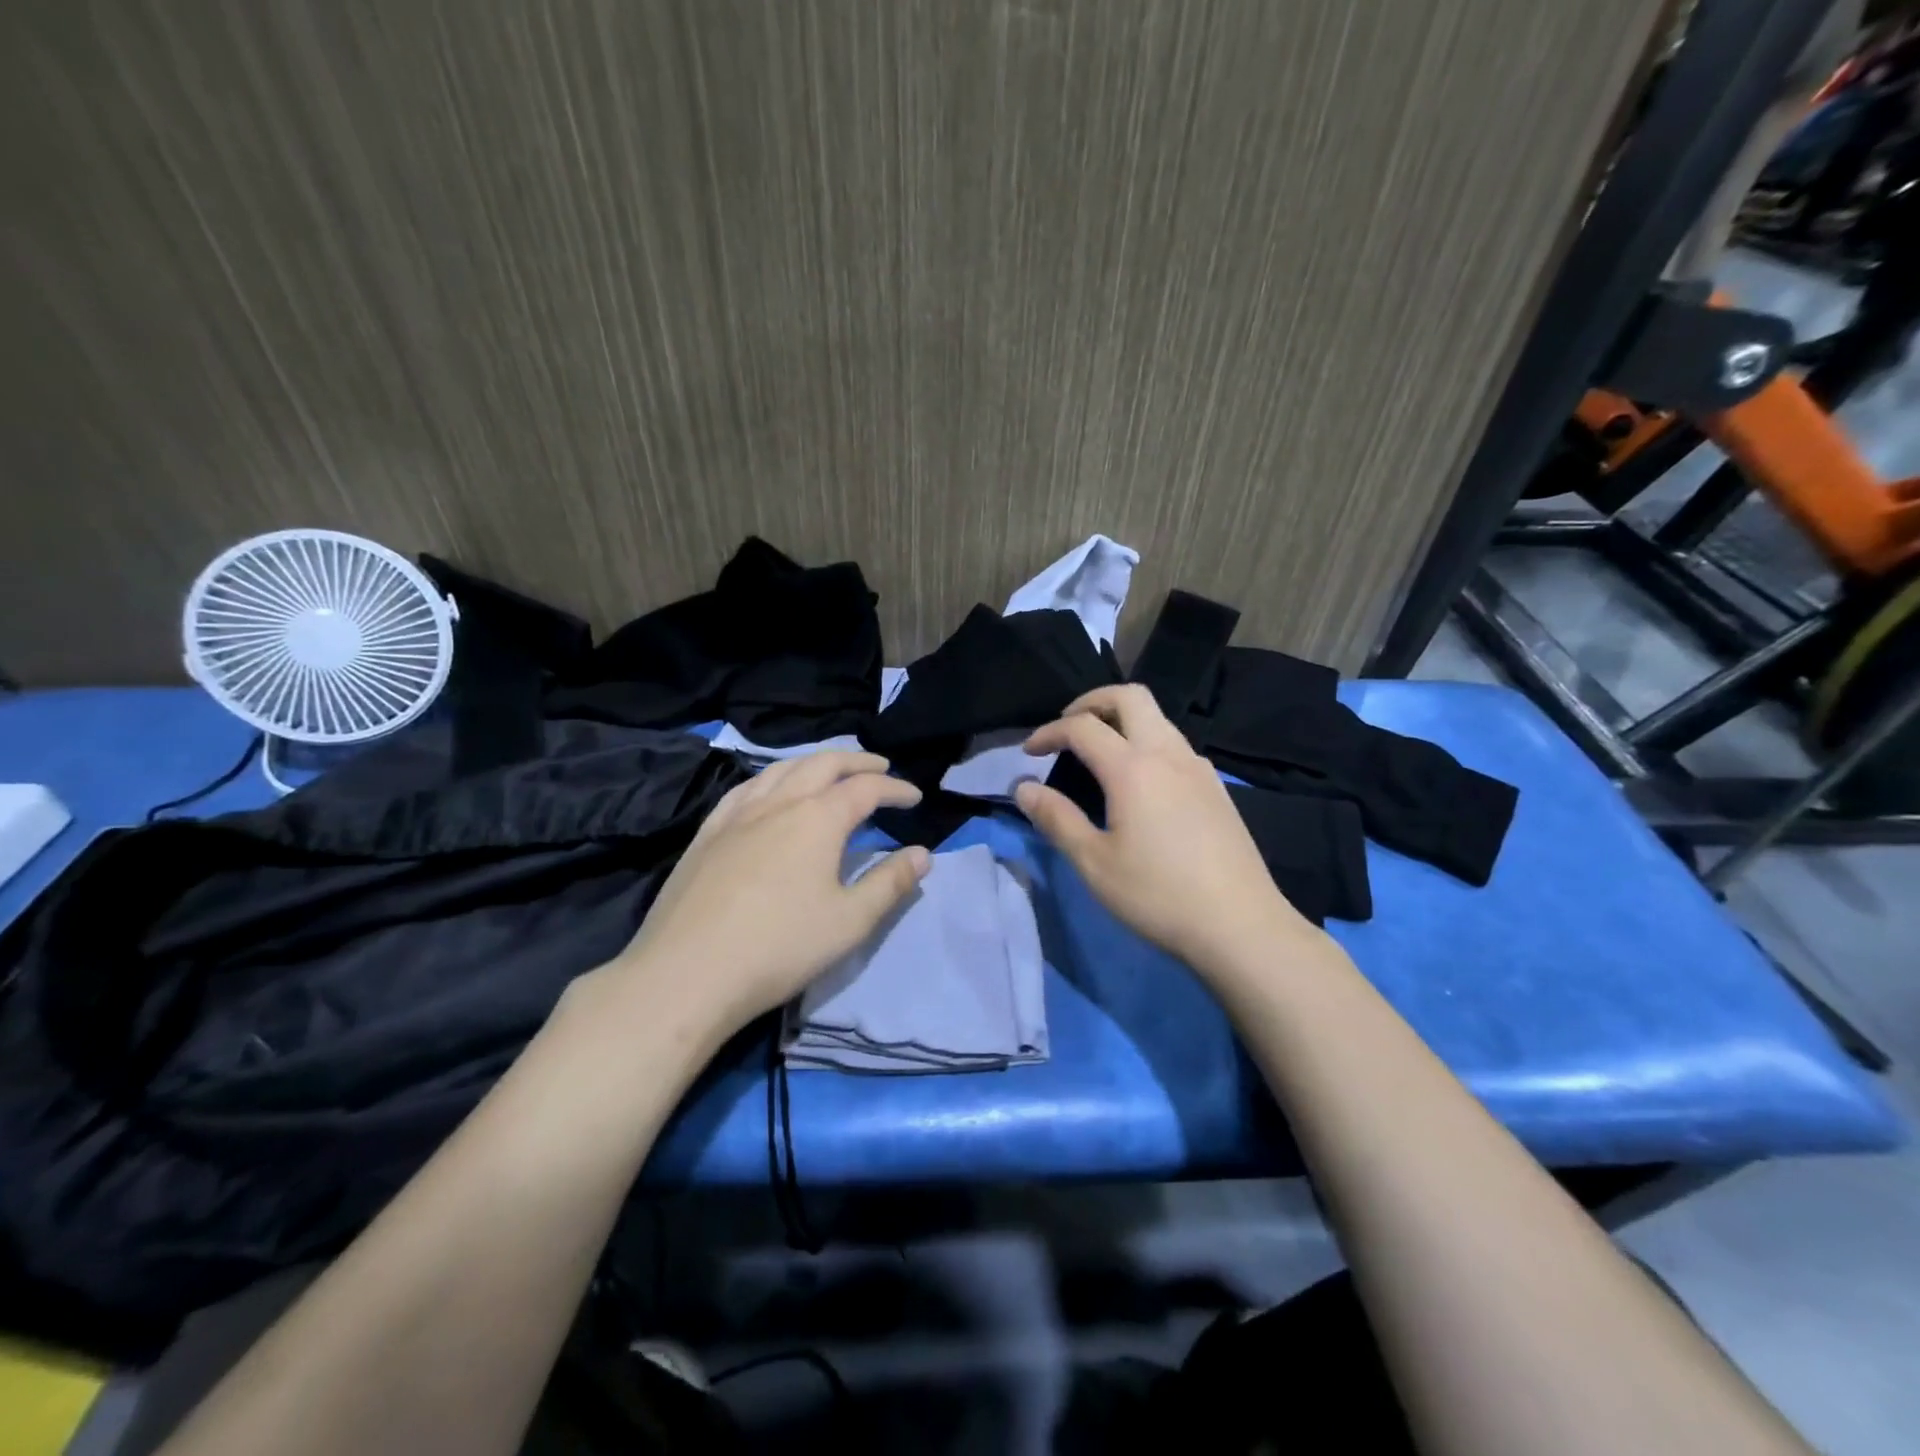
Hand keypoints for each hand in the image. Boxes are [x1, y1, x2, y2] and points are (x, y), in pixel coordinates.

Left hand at [612, 752, 930, 1036]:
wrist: (686, 973)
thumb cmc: (779, 948)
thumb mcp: (850, 922)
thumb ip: (890, 883)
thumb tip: (922, 853)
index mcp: (817, 818)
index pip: (865, 788)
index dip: (894, 788)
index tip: (914, 797)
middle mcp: (778, 802)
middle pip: (823, 764)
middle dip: (857, 762)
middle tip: (880, 767)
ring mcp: (737, 814)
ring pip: (781, 768)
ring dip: (814, 763)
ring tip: (831, 771)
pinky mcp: (707, 833)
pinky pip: (745, 788)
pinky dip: (772, 777)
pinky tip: (770, 790)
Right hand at [1015, 685, 1308, 971]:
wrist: (1241, 926)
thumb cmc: (1158, 895)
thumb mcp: (1094, 863)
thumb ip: (1056, 819)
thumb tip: (1023, 788)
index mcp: (1133, 768)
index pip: (1082, 726)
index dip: (1049, 732)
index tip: (1028, 753)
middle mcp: (1168, 754)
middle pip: (1130, 696)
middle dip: (1091, 701)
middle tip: (1067, 728)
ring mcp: (1198, 768)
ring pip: (1158, 717)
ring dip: (1122, 719)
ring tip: (1098, 752)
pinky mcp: (1216, 787)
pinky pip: (1175, 743)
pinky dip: (1147, 741)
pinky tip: (1140, 781)